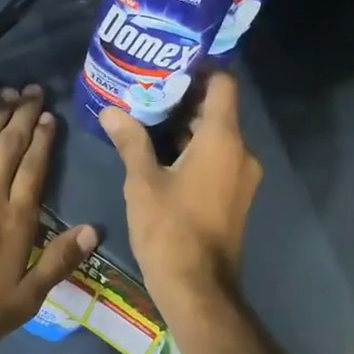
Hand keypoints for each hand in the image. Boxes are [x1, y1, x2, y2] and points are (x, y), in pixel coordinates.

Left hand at [0, 86, 97, 353]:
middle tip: (32, 90)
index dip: (43, 139)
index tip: (49, 116)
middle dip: (23, 115)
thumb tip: (93, 230)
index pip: (34, 167)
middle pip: (9, 144)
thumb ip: (57, 262)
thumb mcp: (23, 301)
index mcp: (16, 218)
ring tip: (7, 93)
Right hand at [100, 73, 261, 314]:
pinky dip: (195, 149)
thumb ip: (130, 141)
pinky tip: (162, 153)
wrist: (199, 289)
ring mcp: (242, 177)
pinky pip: (219, 158)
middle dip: (185, 97)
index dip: (201, 68)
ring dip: (187, 126)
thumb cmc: (170, 229)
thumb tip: (111, 111)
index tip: (170, 64)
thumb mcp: (142, 181)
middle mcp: (241, 152)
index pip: (224, 84)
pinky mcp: (236, 196)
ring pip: (217, 135)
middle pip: (218, 109)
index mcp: (223, 139)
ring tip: (148, 117)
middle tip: (147, 89)